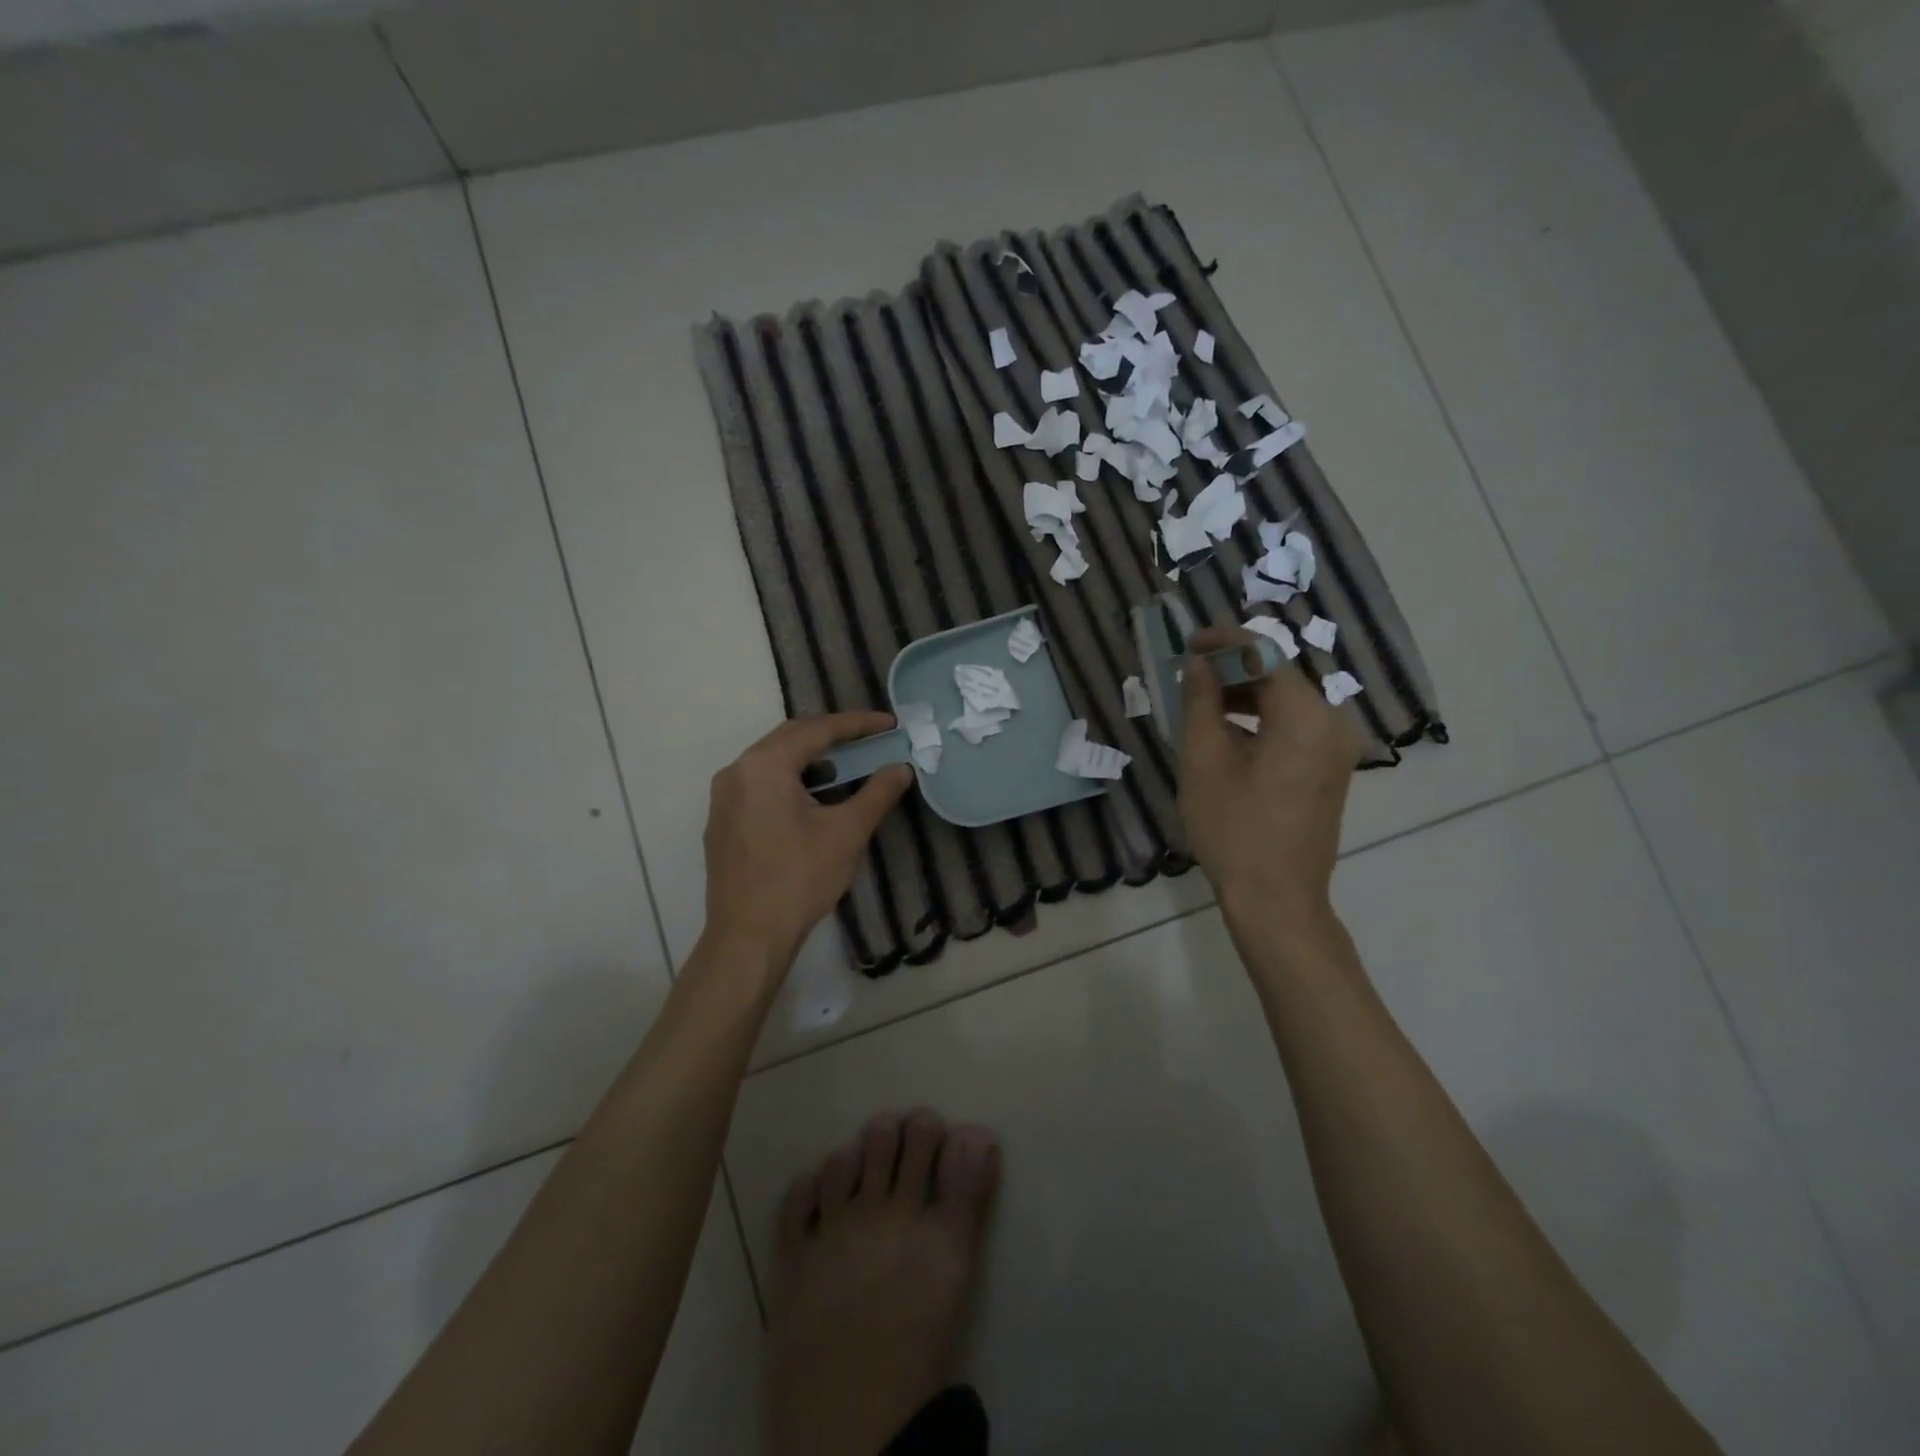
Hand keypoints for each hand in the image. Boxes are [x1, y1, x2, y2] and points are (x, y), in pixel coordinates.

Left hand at [702, 712, 912, 977]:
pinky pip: (759, 783)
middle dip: (832, 735)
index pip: (817, 730)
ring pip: (773, 760)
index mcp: (764, 766)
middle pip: (790, 738)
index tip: (889, 724)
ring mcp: (723, 797)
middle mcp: (737, 771)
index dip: (857, 724)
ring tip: (846, 767)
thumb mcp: (846, 833)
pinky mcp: (722, 820)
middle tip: (869, 740)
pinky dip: (789, 779)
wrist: (748, 936)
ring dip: (810, 758)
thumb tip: (901, 768)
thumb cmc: (799, 879)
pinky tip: (812, 799)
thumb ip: (876, 793)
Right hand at [1178, 627, 1362, 924]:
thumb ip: (1200, 702)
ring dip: (1246, 692)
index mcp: (1304, 715)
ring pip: (1288, 700)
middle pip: (1281, 674)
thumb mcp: (1204, 759)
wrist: (1276, 898)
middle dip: (1234, 665)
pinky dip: (1262, 718)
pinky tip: (1227, 729)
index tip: (1188, 642)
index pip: (1266, 653)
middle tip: (1189, 670)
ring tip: (1201, 699)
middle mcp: (1331, 723)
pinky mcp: (1330, 769)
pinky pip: (1295, 726)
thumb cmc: (1233, 828)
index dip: (1224, 641)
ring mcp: (1336, 748)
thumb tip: (1199, 664)